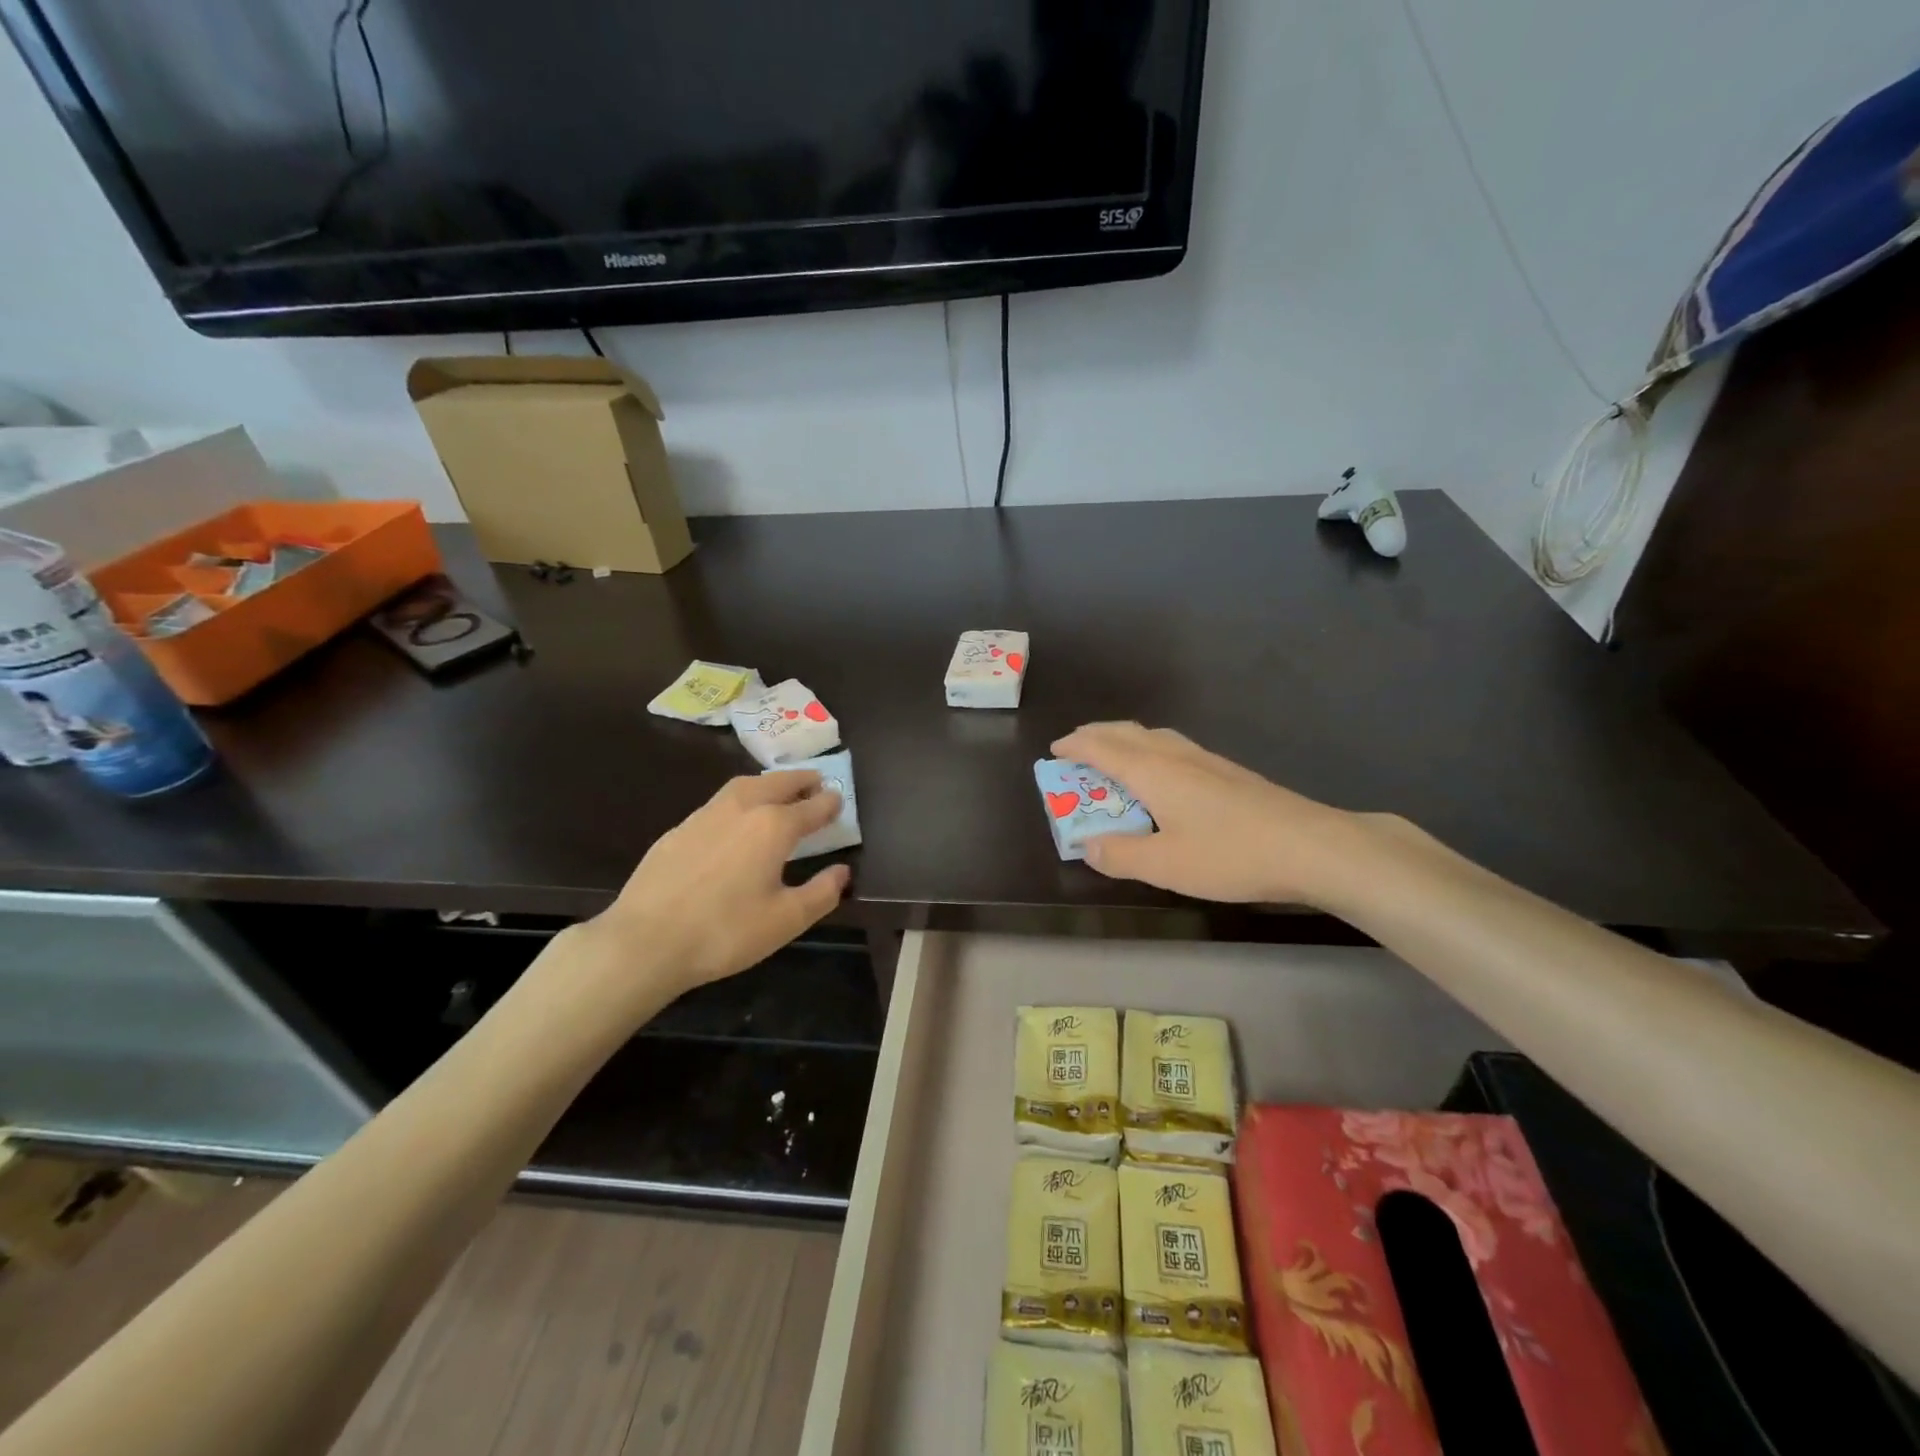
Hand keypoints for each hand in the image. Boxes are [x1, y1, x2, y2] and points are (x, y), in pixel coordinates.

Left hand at [584, 773, 849, 1002]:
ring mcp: (705, 815)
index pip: (811, 806)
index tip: (840, 799)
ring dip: (768, 783)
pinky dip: (739, 799)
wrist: (646, 941)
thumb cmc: (726, 931)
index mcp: (773, 826)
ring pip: (744, 786)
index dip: (829, 803)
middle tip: (815, 781)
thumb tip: (842, 872)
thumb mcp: (786, 920)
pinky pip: (718, 802)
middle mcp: (742, 809)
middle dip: (800, 780)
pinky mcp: (678, 830)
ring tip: (778, 790)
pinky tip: (735, 819)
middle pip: (777, 783)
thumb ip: (821, 893)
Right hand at [1050, 722, 1371, 906]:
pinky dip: (1150, 750)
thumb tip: (1089, 847)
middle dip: (1097, 735)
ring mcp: (1206, 760)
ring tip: (1114, 755)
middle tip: (1077, 747)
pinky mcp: (1228, 772)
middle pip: (1127, 733)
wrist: (1310, 846)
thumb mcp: (1164, 864)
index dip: (1075, 746)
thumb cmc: (1230, 854)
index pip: (1102, 748)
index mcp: (1152, 772)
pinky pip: (1174, 748)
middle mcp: (1175, 756)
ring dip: (1125, 740)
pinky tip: (1163, 774)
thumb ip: (1120, 855)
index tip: (1055, 750)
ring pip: (1154, 737)